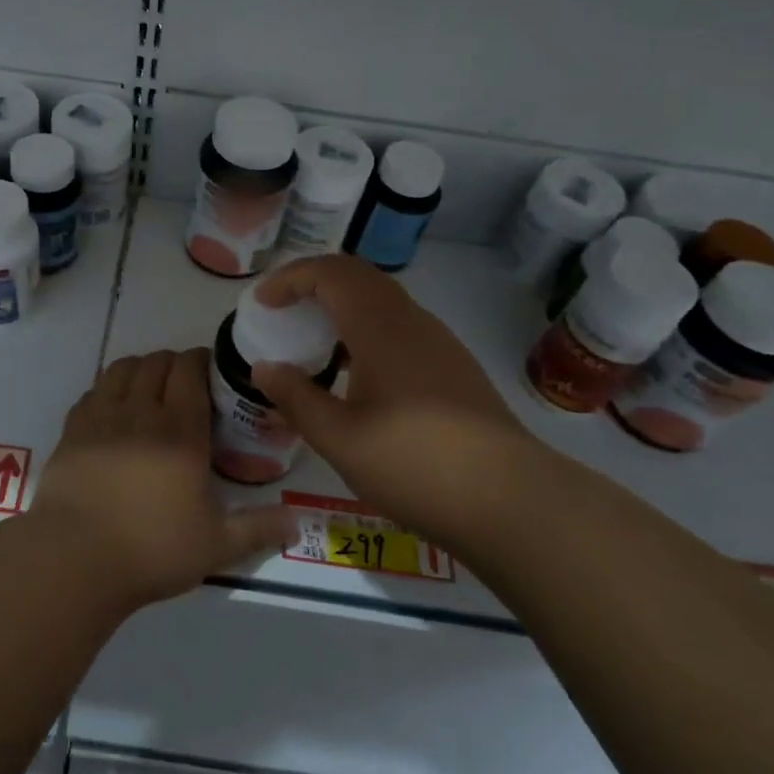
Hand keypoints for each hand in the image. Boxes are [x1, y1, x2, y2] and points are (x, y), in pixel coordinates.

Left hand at [30, 349, 296, 610]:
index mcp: (180, 431)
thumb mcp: (216, 546)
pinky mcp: (72, 430)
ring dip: (140, 369)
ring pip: (122, 368)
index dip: (201, 361)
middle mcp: (141, 412)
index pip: (189, 370)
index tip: (210, 373)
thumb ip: (258, 529)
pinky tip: (113, 412)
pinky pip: (93, 391)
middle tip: (184, 386)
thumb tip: (297, 523)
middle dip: (174, 364)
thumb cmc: (151, 550)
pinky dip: (108, 390)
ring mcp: (101, 417)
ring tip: (149, 391)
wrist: (74, 559)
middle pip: (156, 362)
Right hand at [252, 256, 549, 541]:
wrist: (511, 500)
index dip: (290, 279)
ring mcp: (439, 342)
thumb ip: (296, 398)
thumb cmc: (415, 464)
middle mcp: (412, 322)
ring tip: (314, 339)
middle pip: (358, 276)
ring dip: (342, 304)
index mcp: (380, 328)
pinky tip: (357, 373)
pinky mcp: (454, 366)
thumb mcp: (339, 439)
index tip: (263, 303)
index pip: (330, 273)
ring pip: (382, 299)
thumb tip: (264, 367)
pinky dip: (365, 327)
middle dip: (314, 282)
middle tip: (283, 309)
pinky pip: (399, 325)